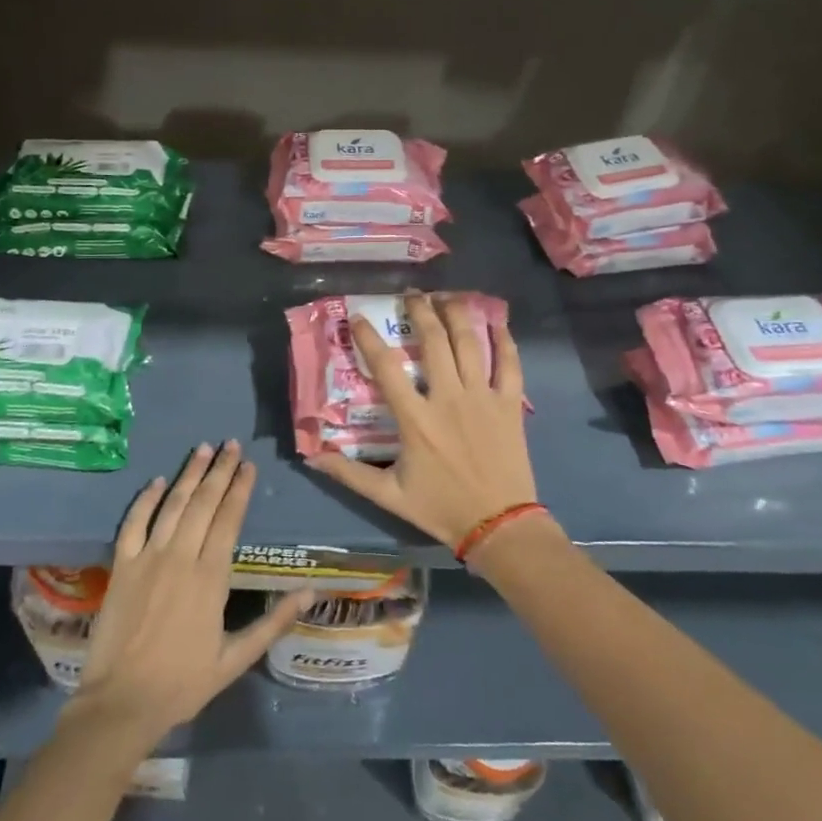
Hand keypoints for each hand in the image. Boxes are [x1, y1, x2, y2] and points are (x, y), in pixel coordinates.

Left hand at [67, 441, 312, 755]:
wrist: (122, 703)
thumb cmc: (183, 683)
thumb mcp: (236, 658)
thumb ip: (273, 621)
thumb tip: (311, 593)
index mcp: (211, 578)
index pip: (229, 519)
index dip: (240, 489)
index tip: (249, 465)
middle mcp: (181, 558)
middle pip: (203, 503)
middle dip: (219, 471)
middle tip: (230, 444)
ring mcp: (148, 559)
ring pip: (172, 505)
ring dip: (189, 474)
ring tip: (203, 449)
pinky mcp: (122, 567)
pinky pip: (133, 524)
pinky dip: (146, 500)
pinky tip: (157, 481)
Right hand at [309, 292, 535, 547]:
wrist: (499, 525)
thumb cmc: (441, 508)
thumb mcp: (389, 495)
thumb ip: (349, 474)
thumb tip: (312, 456)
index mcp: (415, 419)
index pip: (386, 367)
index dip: (369, 338)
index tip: (358, 318)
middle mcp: (448, 398)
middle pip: (433, 341)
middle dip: (420, 311)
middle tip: (411, 295)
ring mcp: (482, 397)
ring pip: (469, 343)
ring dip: (456, 314)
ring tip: (446, 296)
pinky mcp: (509, 404)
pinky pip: (508, 364)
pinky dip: (503, 339)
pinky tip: (496, 321)